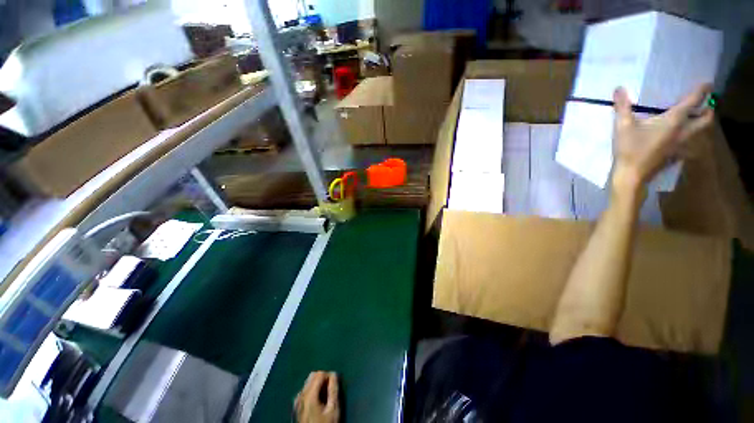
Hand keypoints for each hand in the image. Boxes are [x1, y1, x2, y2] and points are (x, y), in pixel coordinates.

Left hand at [294, 371, 339, 422]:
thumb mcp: (333, 409)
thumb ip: (334, 389)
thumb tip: (335, 375)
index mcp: (309, 395)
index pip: (320, 373)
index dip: (329, 375)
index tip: (335, 383)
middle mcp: (300, 395)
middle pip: (313, 376)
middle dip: (323, 378)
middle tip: (331, 388)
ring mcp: (297, 401)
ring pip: (308, 382)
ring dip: (318, 384)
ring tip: (326, 395)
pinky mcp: (296, 406)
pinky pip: (305, 391)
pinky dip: (313, 390)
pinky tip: (319, 400)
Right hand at [611, 84, 713, 193]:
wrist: (631, 175)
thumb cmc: (629, 149)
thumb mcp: (623, 126)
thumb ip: (622, 107)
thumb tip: (619, 88)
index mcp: (674, 121)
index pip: (693, 101)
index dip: (702, 91)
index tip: (708, 83)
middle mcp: (683, 131)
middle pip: (706, 119)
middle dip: (708, 109)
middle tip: (706, 104)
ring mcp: (681, 145)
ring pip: (700, 132)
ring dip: (701, 123)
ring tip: (695, 118)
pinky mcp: (675, 155)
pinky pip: (689, 144)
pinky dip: (690, 138)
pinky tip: (682, 138)